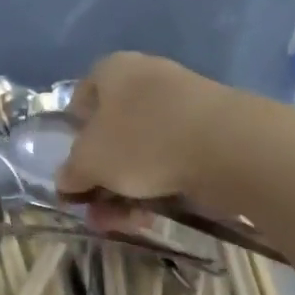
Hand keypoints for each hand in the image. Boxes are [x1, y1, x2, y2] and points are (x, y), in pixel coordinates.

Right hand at [55, 52, 228, 203]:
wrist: (228, 147)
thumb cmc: (142, 141)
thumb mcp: (89, 162)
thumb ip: (71, 172)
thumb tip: (67, 180)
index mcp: (113, 71)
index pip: (82, 97)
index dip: (74, 134)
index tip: (74, 166)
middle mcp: (147, 80)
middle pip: (113, 132)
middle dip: (101, 177)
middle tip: (96, 210)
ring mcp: (183, 105)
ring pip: (142, 152)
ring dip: (127, 191)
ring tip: (125, 224)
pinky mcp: (212, 132)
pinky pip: (173, 160)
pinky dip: (159, 187)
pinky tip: (153, 216)